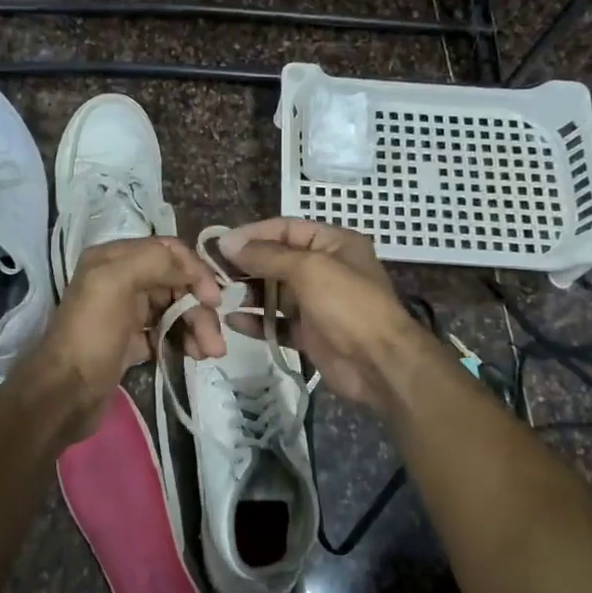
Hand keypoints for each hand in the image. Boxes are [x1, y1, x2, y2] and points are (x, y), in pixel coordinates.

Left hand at [28, 237, 225, 438]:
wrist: (64, 393)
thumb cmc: (91, 334)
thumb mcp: (115, 282)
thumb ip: (154, 261)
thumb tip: (190, 268)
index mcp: (114, 258)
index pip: (168, 251)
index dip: (195, 271)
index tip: (213, 299)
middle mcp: (120, 280)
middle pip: (176, 283)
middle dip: (199, 308)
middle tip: (215, 341)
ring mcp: (126, 312)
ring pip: (174, 309)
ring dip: (197, 327)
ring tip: (209, 353)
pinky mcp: (131, 341)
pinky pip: (167, 333)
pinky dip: (184, 341)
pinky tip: (194, 356)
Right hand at [219, 218, 441, 414]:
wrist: (379, 364)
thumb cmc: (348, 305)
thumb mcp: (309, 269)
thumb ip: (267, 255)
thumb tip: (228, 244)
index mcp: (333, 243)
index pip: (285, 229)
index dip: (252, 234)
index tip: (220, 245)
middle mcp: (325, 268)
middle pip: (276, 259)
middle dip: (245, 265)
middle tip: (212, 273)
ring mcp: (316, 302)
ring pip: (273, 292)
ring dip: (247, 293)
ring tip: (217, 296)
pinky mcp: (309, 333)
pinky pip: (276, 322)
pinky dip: (256, 321)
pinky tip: (233, 321)